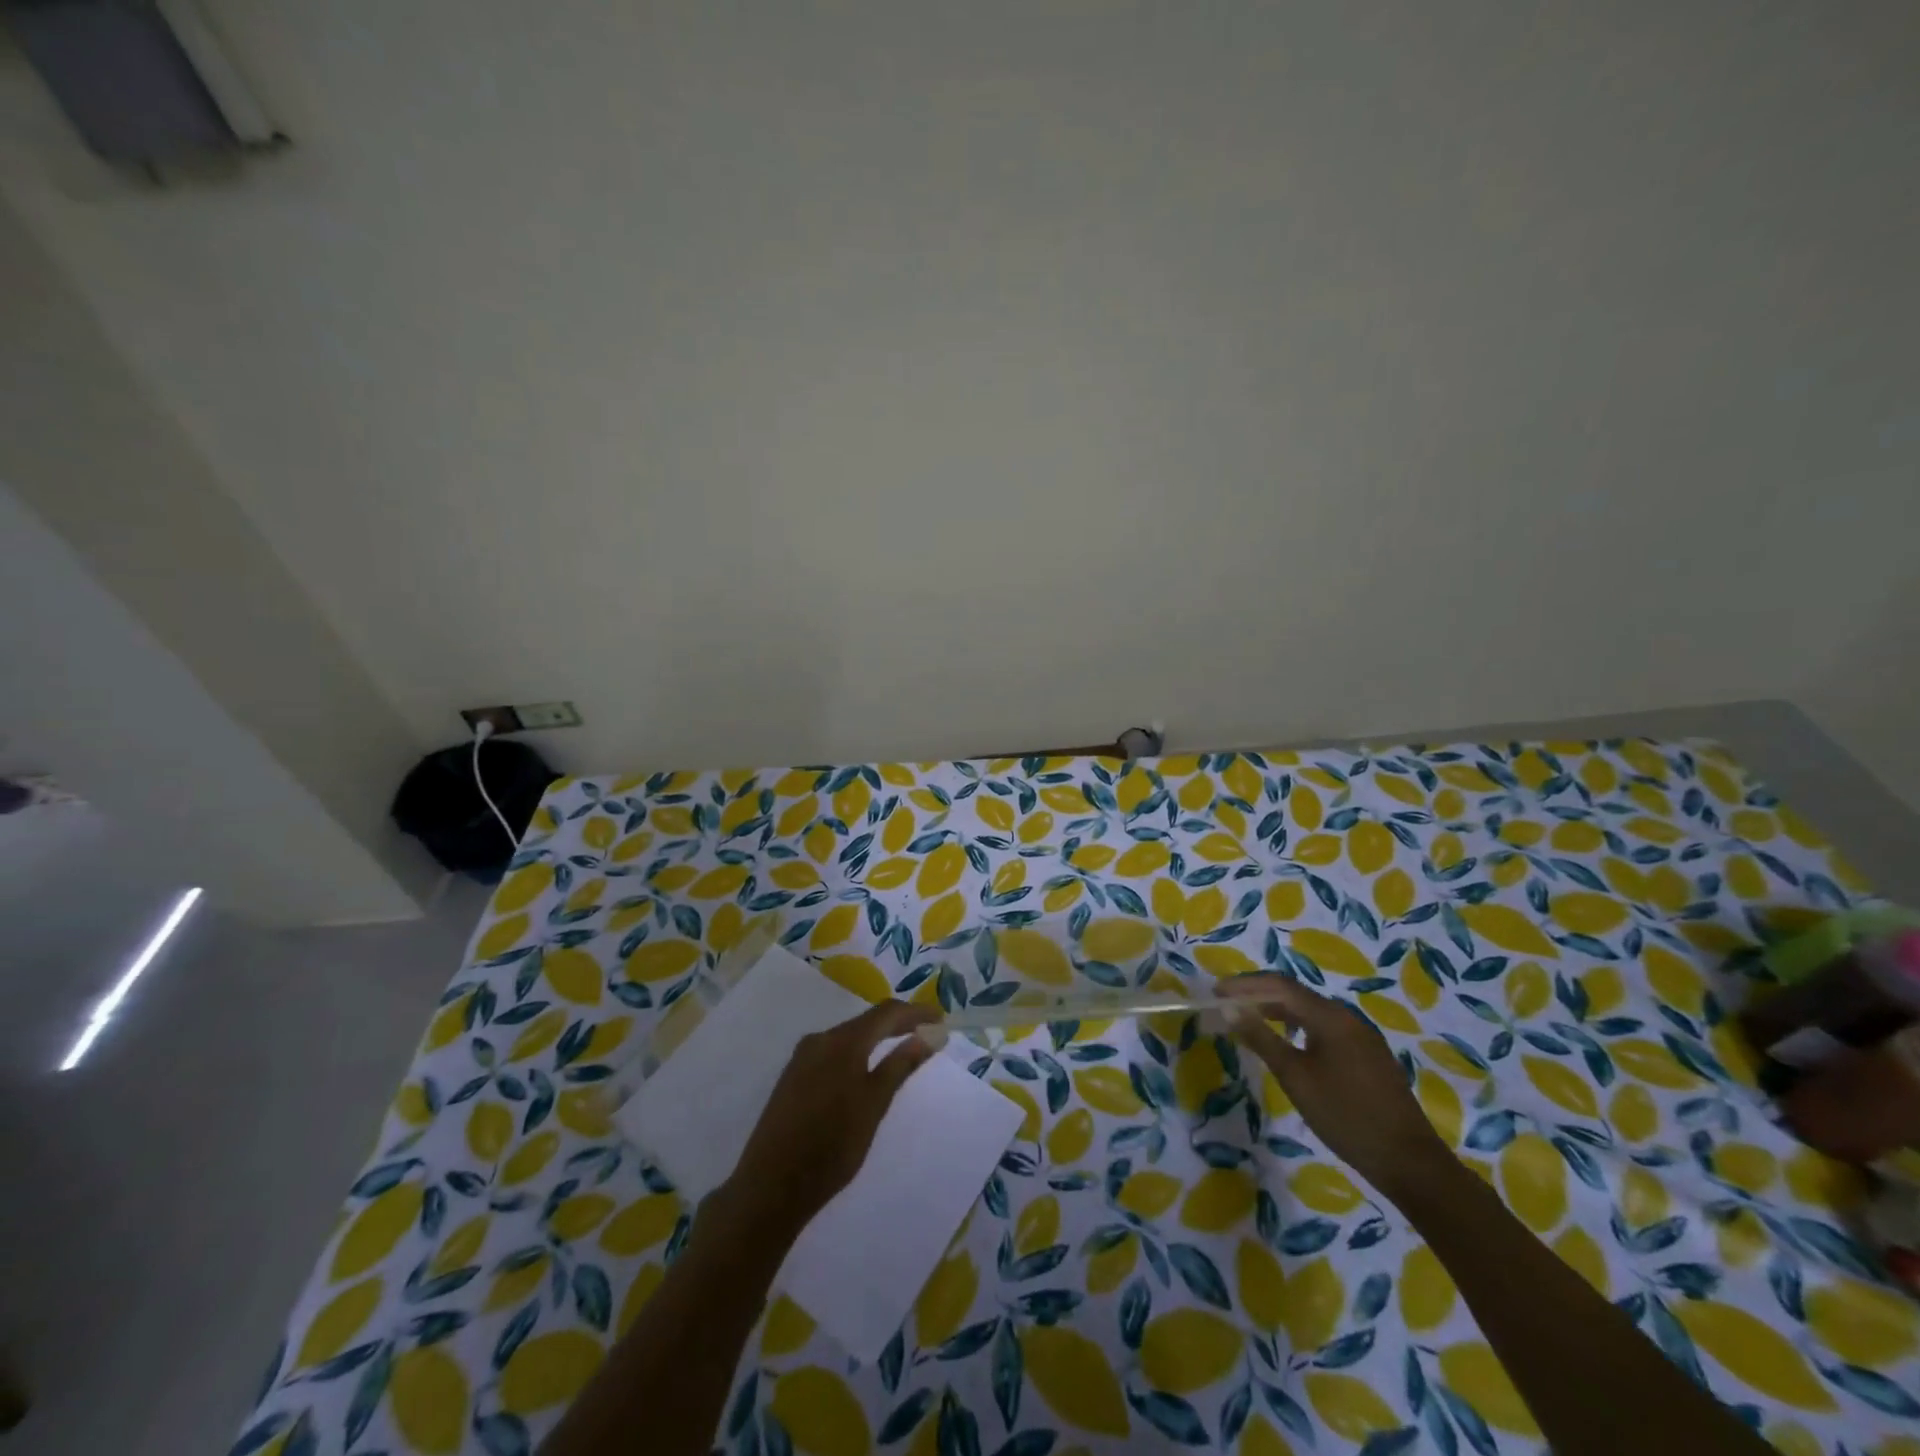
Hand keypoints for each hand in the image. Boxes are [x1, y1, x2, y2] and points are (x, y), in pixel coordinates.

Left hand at [710, 1000, 940, 1244]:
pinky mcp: (792, 1077)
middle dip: (898, 1024)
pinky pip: (832, 1052)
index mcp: (842, 1041)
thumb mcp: (874, 1105)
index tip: (940, 1020)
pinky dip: (857, 1053)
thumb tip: (929, 1035)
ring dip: (876, 1038)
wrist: (770, 1187)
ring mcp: (802, 1058)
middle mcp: (820, 1040)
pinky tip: (865, 1070)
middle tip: (926, 1034)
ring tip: (901, 1049)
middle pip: (866, 1021)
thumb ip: (900, 1065)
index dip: (916, 1013)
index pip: (887, 1012)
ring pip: (848, 1036)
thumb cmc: (831, 1145)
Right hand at [1219, 974, 1451, 1199]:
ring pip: (1310, 1012)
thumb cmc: (1346, 1116)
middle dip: (1258, 995)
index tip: (1216, 993)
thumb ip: (1262, 1039)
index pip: (1279, 986)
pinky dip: (1297, 1027)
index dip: (1245, 985)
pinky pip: (1324, 1028)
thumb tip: (1230, 1010)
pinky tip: (1288, 1044)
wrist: (1409, 1162)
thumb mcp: (1296, 1078)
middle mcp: (1347, 1017)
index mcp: (1330, 1017)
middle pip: (1295, 994)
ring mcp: (1361, 1036)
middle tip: (1227, 1005)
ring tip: (1249, 1021)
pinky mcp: (1367, 1056)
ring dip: (1277, 1011)